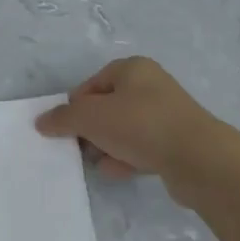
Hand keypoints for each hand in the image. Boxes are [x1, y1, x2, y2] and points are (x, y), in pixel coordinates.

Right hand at [34, 58, 229, 192]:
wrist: (197, 158)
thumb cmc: (140, 125)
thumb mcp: (91, 117)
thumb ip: (63, 118)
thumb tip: (42, 121)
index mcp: (132, 68)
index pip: (91, 84)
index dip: (75, 106)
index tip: (65, 129)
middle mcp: (151, 86)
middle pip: (107, 107)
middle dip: (90, 129)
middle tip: (79, 148)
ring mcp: (165, 115)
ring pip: (124, 130)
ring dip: (107, 146)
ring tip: (99, 163)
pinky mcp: (175, 142)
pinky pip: (141, 148)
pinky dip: (126, 159)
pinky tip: (117, 172)